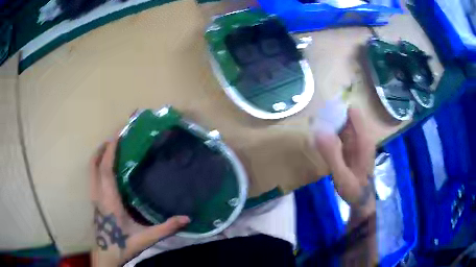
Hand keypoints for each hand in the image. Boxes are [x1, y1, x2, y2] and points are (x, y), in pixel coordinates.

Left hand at [90, 136, 189, 265]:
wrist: (107, 255)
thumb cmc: (123, 244)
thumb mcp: (146, 237)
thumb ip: (166, 228)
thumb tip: (187, 218)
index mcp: (109, 199)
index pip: (106, 169)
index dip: (110, 150)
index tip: (117, 135)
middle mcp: (98, 195)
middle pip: (94, 165)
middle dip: (102, 149)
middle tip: (113, 139)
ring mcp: (94, 198)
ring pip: (91, 171)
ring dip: (98, 157)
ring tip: (108, 149)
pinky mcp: (94, 202)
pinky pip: (93, 178)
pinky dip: (97, 168)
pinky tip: (106, 171)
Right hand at [314, 108, 375, 215]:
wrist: (362, 199)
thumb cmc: (354, 190)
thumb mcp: (342, 176)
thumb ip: (332, 155)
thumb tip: (318, 131)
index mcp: (363, 139)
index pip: (352, 112)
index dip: (338, 109)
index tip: (321, 115)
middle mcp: (362, 136)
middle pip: (346, 115)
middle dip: (331, 116)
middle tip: (314, 124)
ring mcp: (357, 140)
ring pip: (343, 123)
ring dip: (329, 123)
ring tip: (314, 130)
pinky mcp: (352, 145)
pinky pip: (341, 132)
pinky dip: (331, 132)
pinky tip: (321, 140)